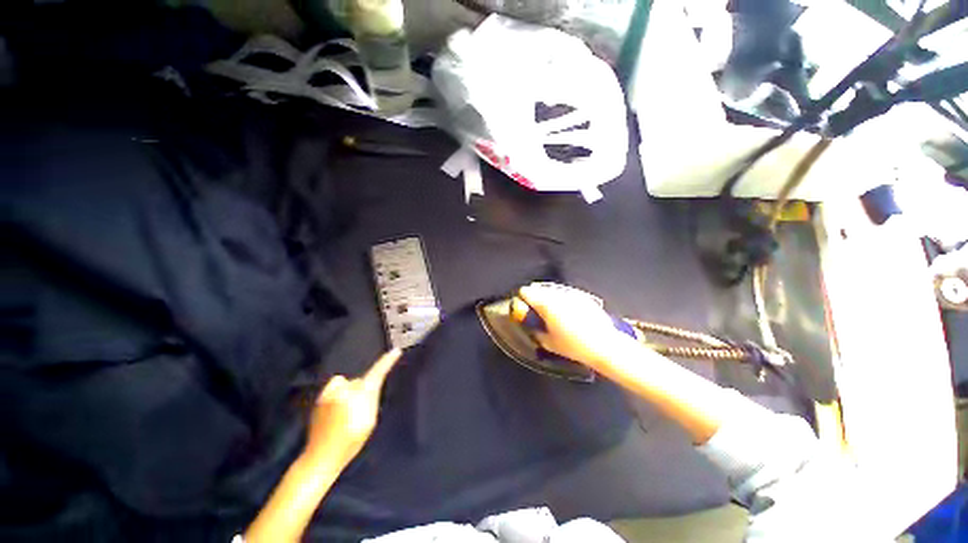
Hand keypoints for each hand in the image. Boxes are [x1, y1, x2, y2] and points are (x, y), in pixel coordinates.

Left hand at [304, 349, 401, 468]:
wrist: (321, 457)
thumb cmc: (351, 441)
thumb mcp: (370, 421)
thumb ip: (371, 399)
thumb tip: (372, 387)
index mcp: (360, 394)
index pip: (377, 373)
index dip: (387, 361)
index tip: (396, 351)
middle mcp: (344, 389)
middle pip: (359, 380)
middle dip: (362, 388)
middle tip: (360, 408)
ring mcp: (329, 393)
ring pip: (346, 383)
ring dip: (349, 390)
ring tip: (345, 410)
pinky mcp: (319, 398)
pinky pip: (334, 388)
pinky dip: (338, 394)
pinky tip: (334, 410)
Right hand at [517, 283, 636, 370]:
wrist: (605, 345)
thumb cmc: (575, 346)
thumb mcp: (549, 343)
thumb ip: (536, 332)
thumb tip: (532, 327)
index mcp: (546, 304)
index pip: (527, 292)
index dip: (521, 298)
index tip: (521, 304)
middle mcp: (558, 295)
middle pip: (539, 288)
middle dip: (534, 296)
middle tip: (533, 307)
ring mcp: (572, 294)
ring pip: (553, 290)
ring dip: (547, 296)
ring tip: (548, 309)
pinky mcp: (583, 297)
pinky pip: (566, 293)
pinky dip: (561, 299)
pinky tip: (564, 310)